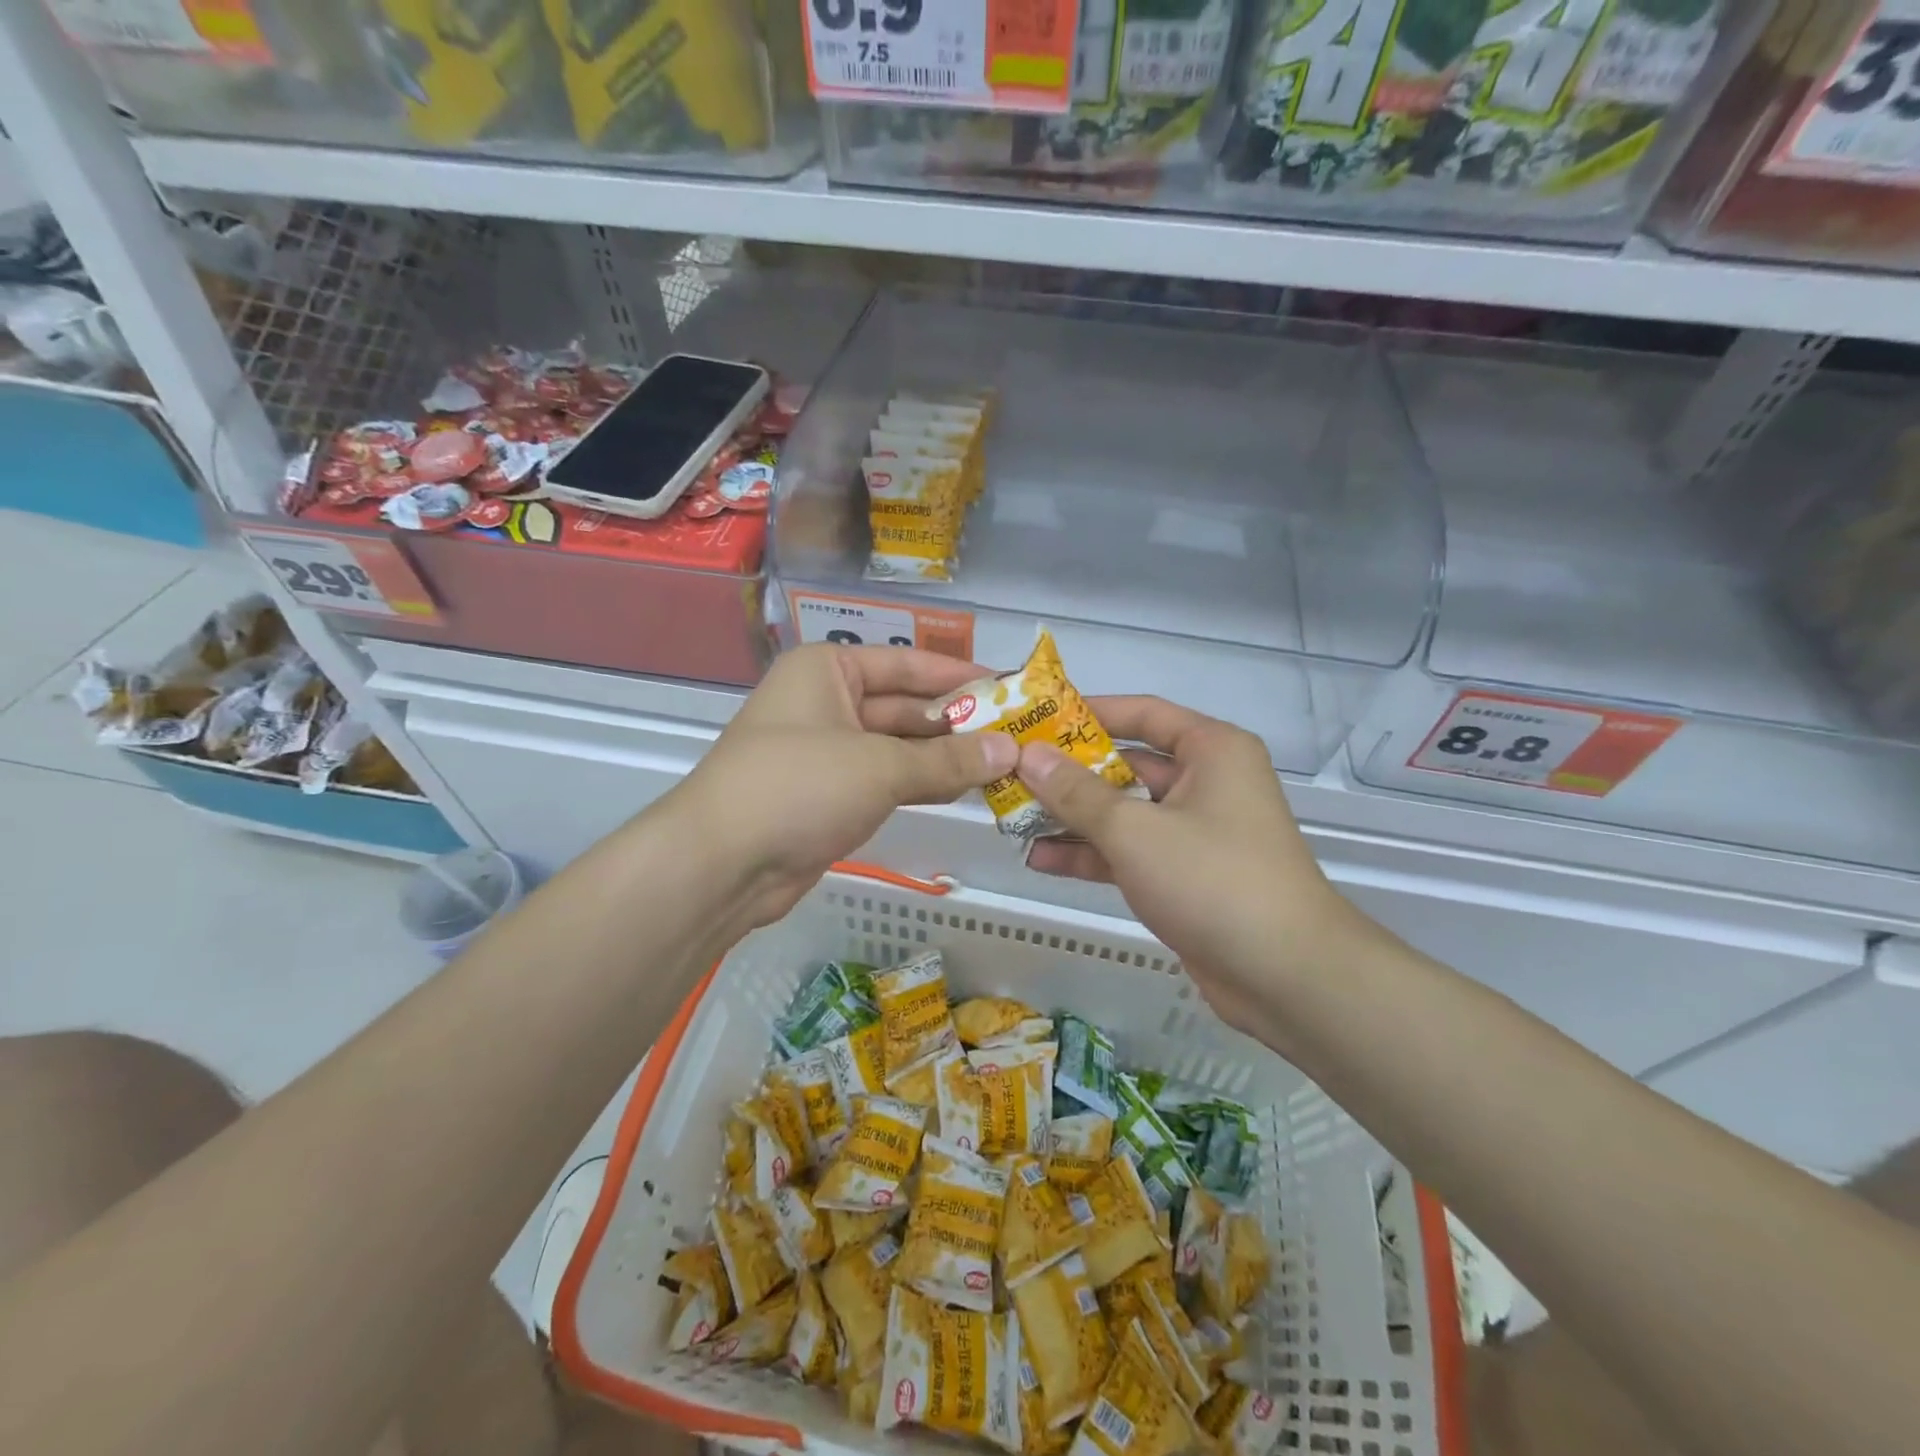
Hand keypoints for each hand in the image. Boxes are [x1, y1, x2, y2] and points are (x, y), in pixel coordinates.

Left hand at [670, 645, 1014, 928]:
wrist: (723, 863)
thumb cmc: (800, 786)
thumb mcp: (881, 767)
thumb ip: (948, 760)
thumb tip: (1011, 752)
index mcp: (829, 670)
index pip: (908, 663)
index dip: (959, 675)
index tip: (1010, 687)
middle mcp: (827, 701)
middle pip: (905, 706)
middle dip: (957, 723)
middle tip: (1018, 735)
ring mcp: (827, 751)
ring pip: (898, 747)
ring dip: (945, 757)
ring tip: (1004, 764)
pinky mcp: (829, 795)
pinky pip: (886, 780)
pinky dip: (922, 784)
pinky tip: (965, 790)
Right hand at [1019, 697, 1373, 1041]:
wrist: (1287, 976)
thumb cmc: (1213, 879)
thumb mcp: (1135, 830)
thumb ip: (1077, 792)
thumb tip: (1028, 755)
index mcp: (1211, 751)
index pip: (1142, 713)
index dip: (1088, 712)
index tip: (1036, 717)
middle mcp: (1206, 783)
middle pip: (1126, 765)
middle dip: (1069, 773)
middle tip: (1011, 773)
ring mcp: (1195, 832)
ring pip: (1123, 812)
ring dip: (1072, 817)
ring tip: (1012, 817)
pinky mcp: (1185, 876)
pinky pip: (1130, 852)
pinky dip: (1090, 855)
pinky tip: (1039, 859)